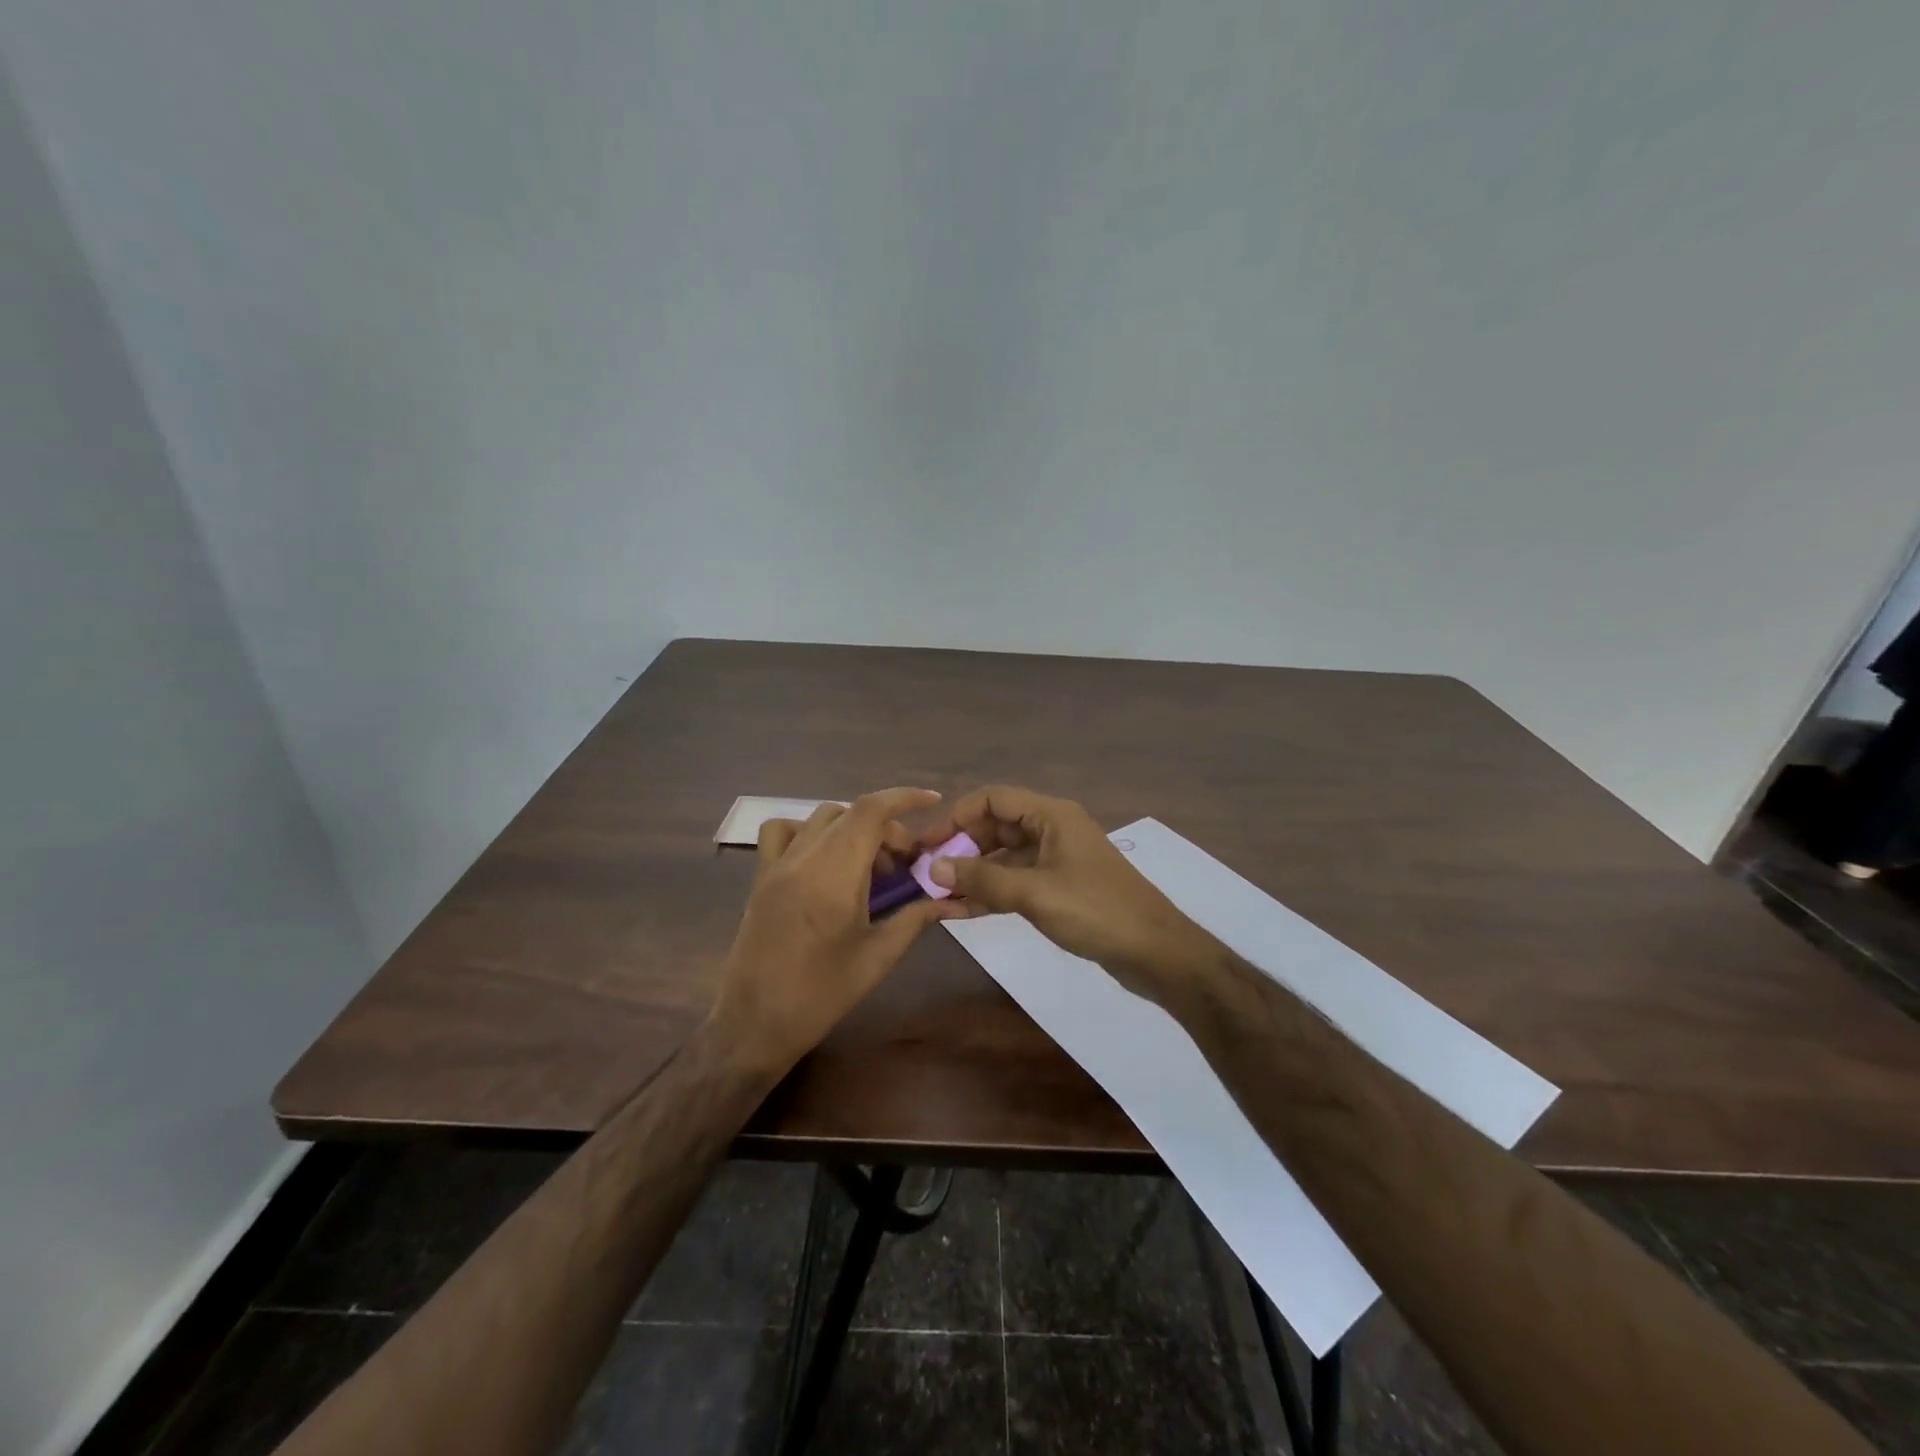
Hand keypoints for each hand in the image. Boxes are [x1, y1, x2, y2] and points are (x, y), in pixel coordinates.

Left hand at [708, 788, 964, 1075]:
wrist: (755, 1024)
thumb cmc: (821, 996)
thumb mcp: (878, 958)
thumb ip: (916, 918)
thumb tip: (953, 898)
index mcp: (834, 877)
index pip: (870, 811)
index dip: (904, 798)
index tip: (932, 802)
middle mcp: (803, 860)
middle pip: (852, 813)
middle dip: (887, 828)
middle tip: (905, 864)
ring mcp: (776, 865)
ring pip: (822, 818)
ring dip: (854, 828)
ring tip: (869, 866)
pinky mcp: (761, 877)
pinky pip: (784, 831)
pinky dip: (811, 831)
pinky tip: (824, 861)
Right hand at [919, 786, 1214, 1001]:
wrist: (1156, 952)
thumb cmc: (1096, 912)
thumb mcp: (1034, 894)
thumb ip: (982, 880)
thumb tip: (933, 868)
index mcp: (1051, 815)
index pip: (993, 799)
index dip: (957, 816)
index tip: (927, 844)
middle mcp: (1053, 829)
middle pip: (997, 826)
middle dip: (962, 847)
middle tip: (928, 874)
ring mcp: (1058, 859)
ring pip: (1005, 856)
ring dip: (974, 873)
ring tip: (939, 897)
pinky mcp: (1061, 887)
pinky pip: (1017, 880)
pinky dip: (993, 891)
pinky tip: (965, 911)